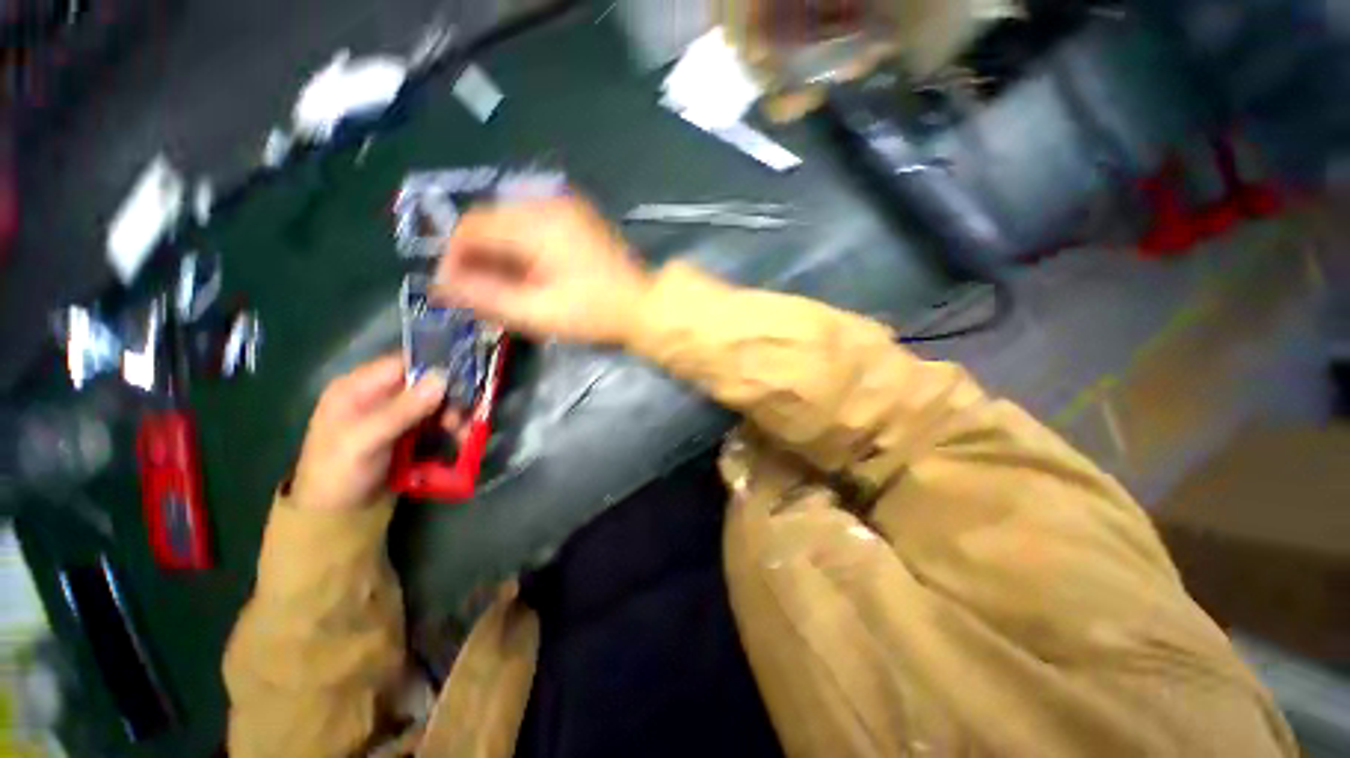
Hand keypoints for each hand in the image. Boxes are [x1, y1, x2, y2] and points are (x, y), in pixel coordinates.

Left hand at [290, 356, 461, 511]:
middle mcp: (379, 396)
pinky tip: (460, 440)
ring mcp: (396, 416)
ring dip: (454, 416)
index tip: (465, 379)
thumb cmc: (339, 475)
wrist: (337, 519)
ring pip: (437, 403)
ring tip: (463, 435)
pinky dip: (452, 429)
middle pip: (426, 383)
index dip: (435, 367)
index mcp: (357, 388)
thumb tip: (442, 377)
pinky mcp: (409, 434)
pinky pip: (438, 422)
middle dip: (449, 398)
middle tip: (460, 418)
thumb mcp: (365, 441)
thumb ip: (402, 410)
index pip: (403, 363)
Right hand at [434, 196, 652, 343]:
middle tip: (479, 292)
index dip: (453, 257)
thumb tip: (441, 285)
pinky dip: (520, 246)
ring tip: (504, 286)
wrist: (644, 305)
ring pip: (509, 221)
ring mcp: (565, 206)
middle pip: (489, 220)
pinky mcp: (576, 216)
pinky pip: (531, 223)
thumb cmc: (595, 313)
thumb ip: (486, 296)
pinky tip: (527, 272)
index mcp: (537, 223)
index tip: (453, 289)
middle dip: (476, 256)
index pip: (471, 226)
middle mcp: (548, 203)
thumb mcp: (538, 312)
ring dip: (498, 252)